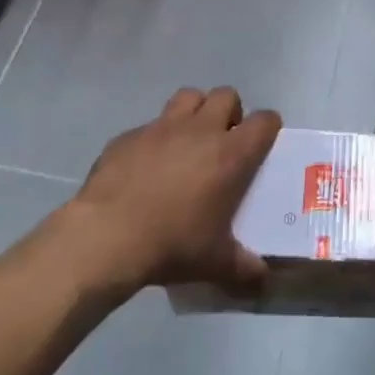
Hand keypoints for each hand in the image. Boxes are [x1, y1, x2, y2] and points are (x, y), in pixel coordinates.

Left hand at [64, 88, 279, 295]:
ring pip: (189, 96)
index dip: (268, 127)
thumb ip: (243, 268)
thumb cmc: (171, 244)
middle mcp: (201, 130)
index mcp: (230, 154)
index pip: (264, 120)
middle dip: (230, 112)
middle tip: (223, 141)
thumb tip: (263, 279)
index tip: (263, 142)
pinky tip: (145, 167)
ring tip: (188, 141)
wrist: (106, 236)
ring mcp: (162, 127)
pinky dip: (154, 138)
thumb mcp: (214, 263)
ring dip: (195, 111)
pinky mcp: (129, 135)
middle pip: (227, 95)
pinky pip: (149, 125)